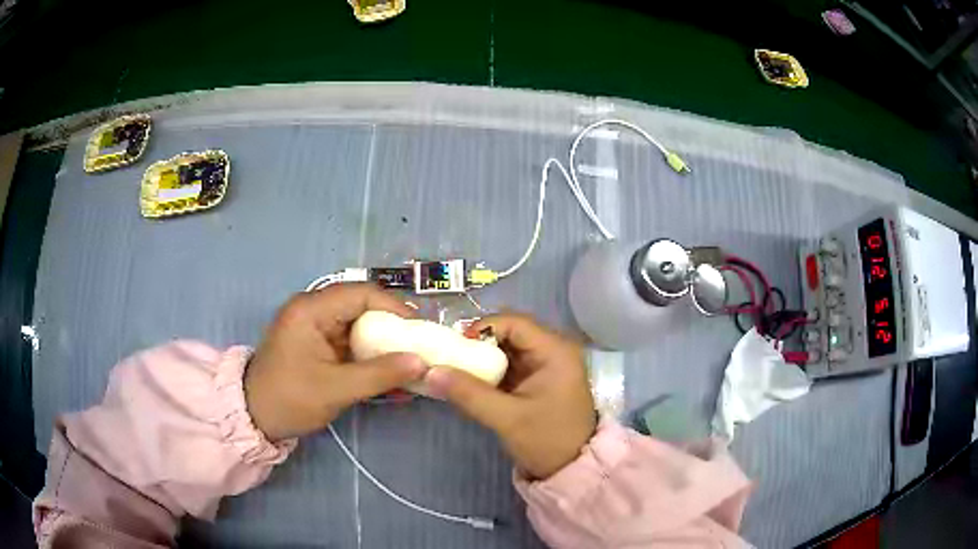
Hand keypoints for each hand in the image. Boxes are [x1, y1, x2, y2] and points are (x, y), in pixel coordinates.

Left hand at [245, 284, 427, 440]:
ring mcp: (316, 328)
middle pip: (363, 308)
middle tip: (419, 348)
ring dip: (384, 346)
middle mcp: (314, 310)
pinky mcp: (318, 345)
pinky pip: (351, 344)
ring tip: (411, 364)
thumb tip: (421, 363)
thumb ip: (379, 374)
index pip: (362, 294)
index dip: (395, 308)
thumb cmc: (289, 398)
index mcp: (312, 309)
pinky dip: (371, 358)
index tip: (420, 331)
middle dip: (393, 329)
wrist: (254, 417)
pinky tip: (391, 376)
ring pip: (360, 327)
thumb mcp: (335, 389)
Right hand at [426, 313, 595, 479]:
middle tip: (451, 358)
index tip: (455, 347)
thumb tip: (430, 372)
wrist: (572, 469)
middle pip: (509, 333)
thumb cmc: (547, 441)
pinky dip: (490, 371)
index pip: (514, 323)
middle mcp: (553, 350)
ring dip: (482, 358)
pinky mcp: (538, 380)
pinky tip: (470, 382)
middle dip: (478, 344)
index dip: (482, 328)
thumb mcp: (507, 418)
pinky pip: (509, 365)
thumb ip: (469, 394)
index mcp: (555, 351)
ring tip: (455, 369)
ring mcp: (546, 365)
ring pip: (507, 349)